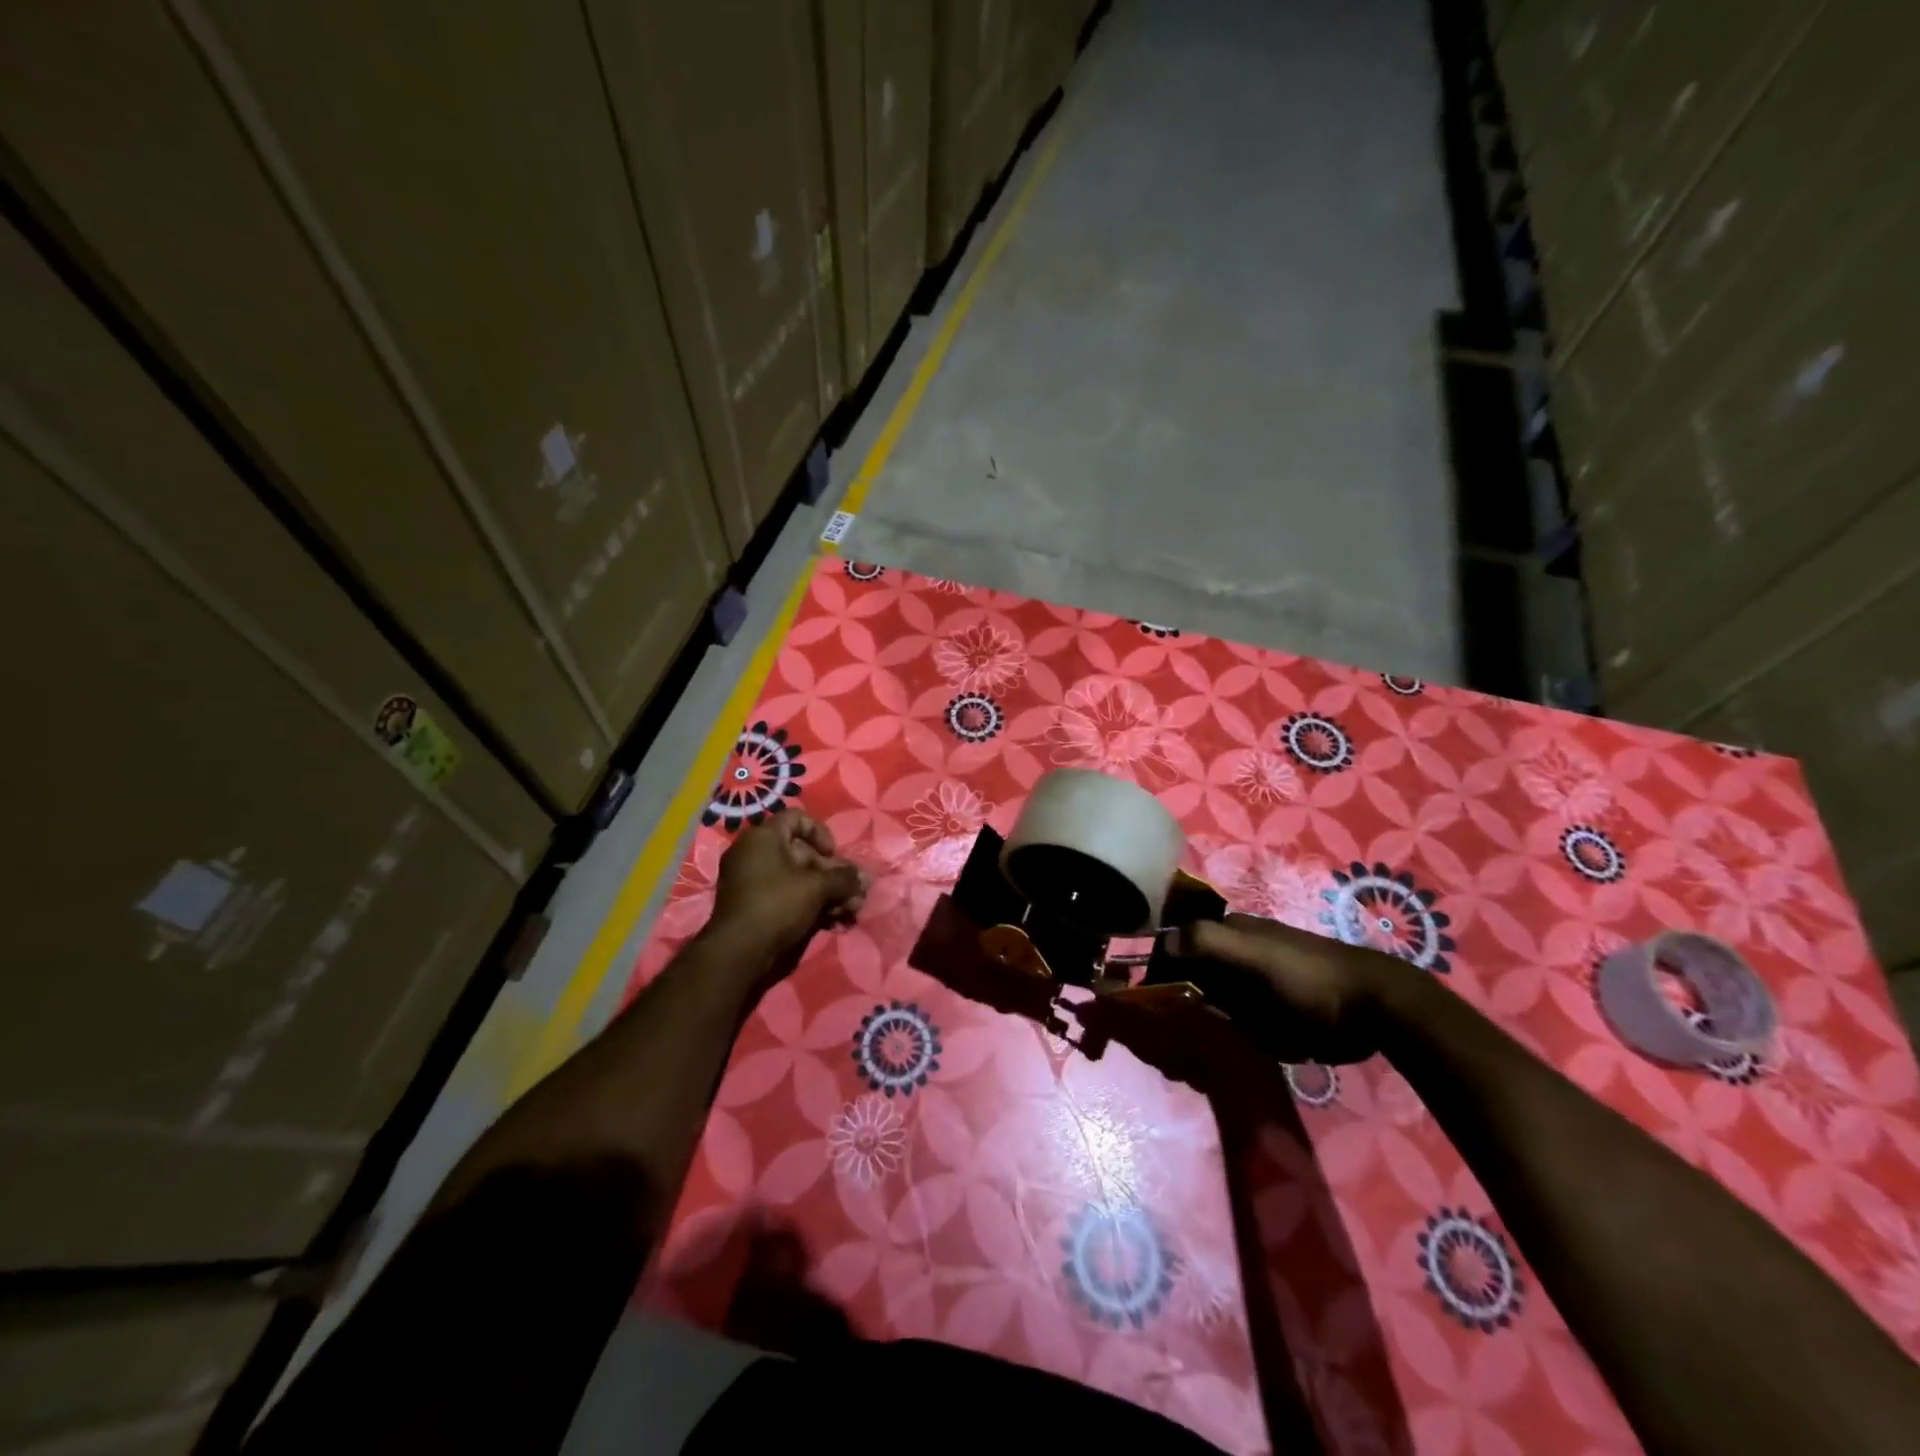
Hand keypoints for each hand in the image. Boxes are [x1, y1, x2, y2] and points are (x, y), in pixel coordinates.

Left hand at [704, 813, 867, 970]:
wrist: (738, 952)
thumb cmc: (777, 905)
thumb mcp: (817, 887)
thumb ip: (844, 878)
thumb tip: (865, 879)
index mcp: (763, 837)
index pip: (797, 818)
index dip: (821, 833)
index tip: (833, 855)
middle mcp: (754, 853)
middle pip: (802, 852)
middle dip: (832, 873)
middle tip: (853, 891)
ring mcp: (751, 880)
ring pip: (797, 877)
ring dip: (827, 891)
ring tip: (849, 910)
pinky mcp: (753, 904)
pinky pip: (786, 894)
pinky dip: (809, 903)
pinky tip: (832, 920)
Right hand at [1168, 913, 1407, 1064]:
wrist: (1376, 1010)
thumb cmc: (1308, 976)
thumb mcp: (1255, 953)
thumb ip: (1207, 942)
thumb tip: (1159, 944)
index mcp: (1227, 933)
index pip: (1175, 946)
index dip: (1153, 970)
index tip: (1137, 1004)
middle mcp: (1233, 957)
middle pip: (1187, 978)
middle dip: (1170, 1005)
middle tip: (1157, 1043)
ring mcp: (1250, 988)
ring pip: (1206, 1006)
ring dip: (1192, 1028)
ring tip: (1179, 1060)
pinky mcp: (1267, 1018)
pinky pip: (1231, 1028)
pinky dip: (1219, 1042)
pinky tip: (1209, 1062)